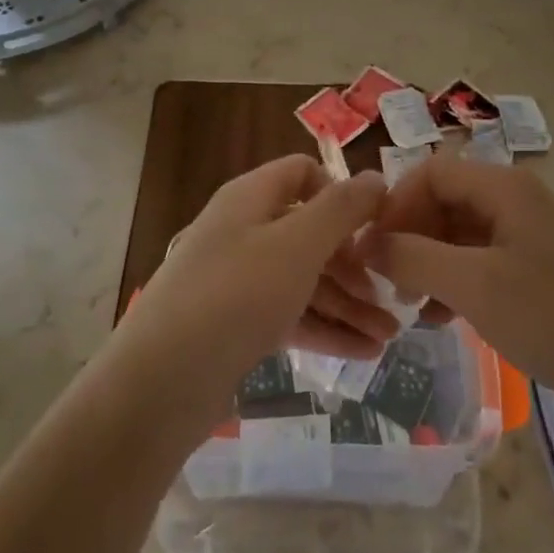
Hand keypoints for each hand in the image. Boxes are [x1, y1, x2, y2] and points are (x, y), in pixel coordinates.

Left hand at [116, 156, 390, 417]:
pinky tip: (363, 353)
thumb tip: (375, 177)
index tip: (374, 226)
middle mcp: (243, 231)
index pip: (301, 172)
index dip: (340, 192)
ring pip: (303, 279)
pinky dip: (324, 328)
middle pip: (308, 232)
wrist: (162, 380)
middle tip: (391, 296)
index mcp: (250, 198)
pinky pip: (289, 314)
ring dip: (347, 303)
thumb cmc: (236, 295)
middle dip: (353, 263)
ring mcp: (237, 279)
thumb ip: (341, 209)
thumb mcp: (297, 245)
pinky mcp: (235, 323)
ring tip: (388, 336)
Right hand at [366, 156, 553, 404]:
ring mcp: (531, 234)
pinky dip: (456, 282)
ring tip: (415, 309)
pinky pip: (483, 261)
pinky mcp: (541, 268)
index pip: (430, 173)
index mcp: (504, 187)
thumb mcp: (474, 286)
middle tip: (391, 285)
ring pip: (461, 235)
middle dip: (411, 238)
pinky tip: (446, 319)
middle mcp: (517, 200)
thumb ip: (412, 258)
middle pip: (444, 201)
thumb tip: (364, 242)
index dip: (395, 205)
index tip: (373, 250)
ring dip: (430, 264)